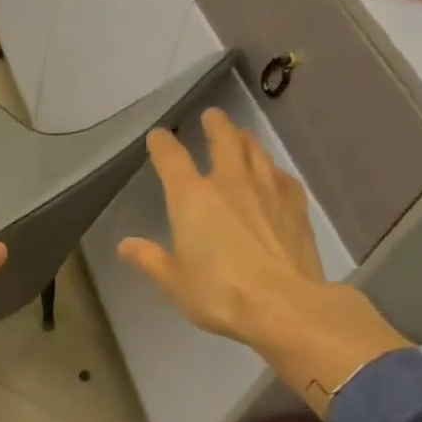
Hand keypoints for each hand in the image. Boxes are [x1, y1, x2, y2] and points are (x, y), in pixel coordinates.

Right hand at [116, 108, 408, 414]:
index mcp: (191, 198)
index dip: (162, 143)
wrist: (284, 305)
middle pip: (223, 140)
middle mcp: (229, 182)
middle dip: (215, 125)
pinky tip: (275, 176)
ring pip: (256, 152)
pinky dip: (273, 171)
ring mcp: (267, 190)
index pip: (171, 159)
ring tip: (242, 136)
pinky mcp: (295, 205)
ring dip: (246, 140)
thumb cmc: (219, 293)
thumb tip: (125, 245)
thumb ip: (149, 259)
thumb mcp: (173, 281)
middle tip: (212, 116)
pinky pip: (282, 177)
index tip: (158, 135)